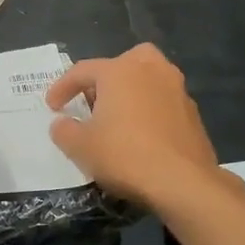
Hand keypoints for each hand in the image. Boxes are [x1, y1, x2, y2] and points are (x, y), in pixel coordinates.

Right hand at [46, 45, 218, 208]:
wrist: (182, 181)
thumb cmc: (124, 156)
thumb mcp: (80, 147)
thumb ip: (64, 131)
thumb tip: (62, 123)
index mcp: (119, 71)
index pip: (82, 70)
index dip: (62, 88)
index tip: (52, 106)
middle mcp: (151, 70)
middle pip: (124, 63)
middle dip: (106, 78)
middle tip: (93, 101)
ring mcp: (176, 90)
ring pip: (148, 80)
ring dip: (131, 93)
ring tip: (118, 118)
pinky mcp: (192, 113)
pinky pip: (163, 102)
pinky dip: (149, 111)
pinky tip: (142, 135)